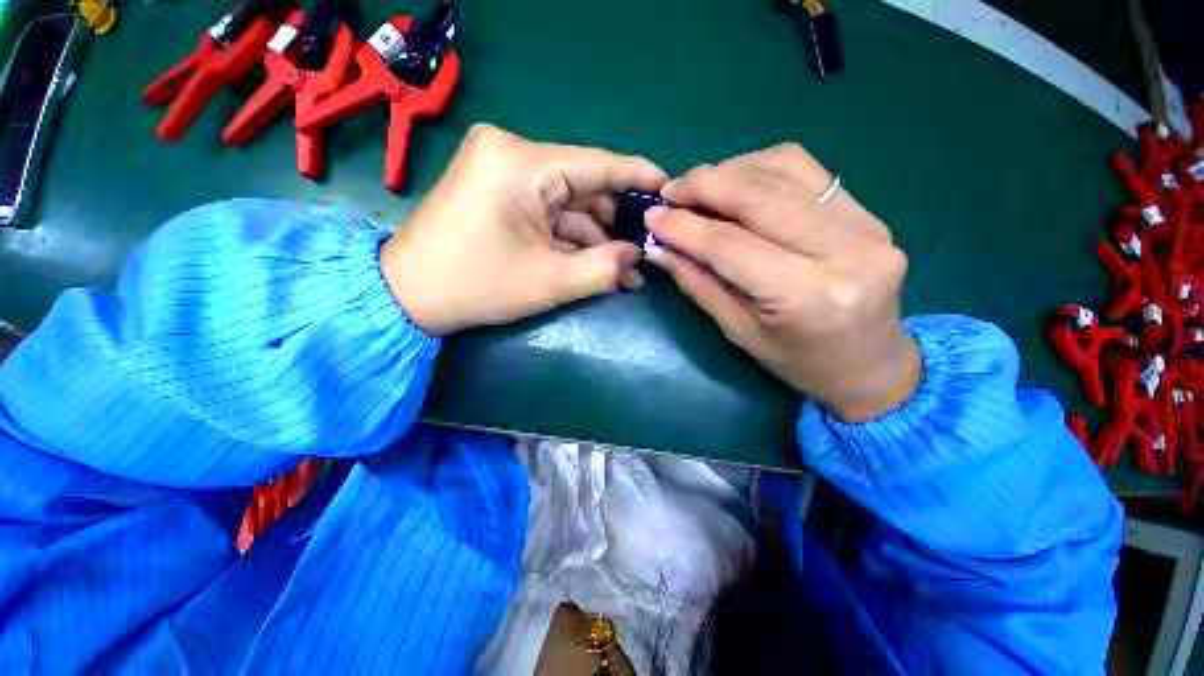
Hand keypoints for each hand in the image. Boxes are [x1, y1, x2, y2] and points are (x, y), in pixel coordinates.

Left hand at [381, 125, 666, 334]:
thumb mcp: (551, 282)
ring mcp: (503, 170)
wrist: (408, 295)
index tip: (670, 189)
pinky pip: (548, 212)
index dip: (637, 178)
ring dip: (596, 240)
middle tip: (646, 252)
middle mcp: (512, 152)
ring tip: (627, 273)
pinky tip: (597, 265)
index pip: (597, 164)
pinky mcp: (499, 190)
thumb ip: (605, 268)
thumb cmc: (478, 287)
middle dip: (615, 225)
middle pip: (583, 187)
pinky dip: (571, 239)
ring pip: (568, 205)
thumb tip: (636, 254)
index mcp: (521, 162)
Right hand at [647, 143, 920, 422]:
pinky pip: (806, 171)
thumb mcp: (739, 332)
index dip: (684, 227)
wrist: (872, 365)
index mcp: (806, 296)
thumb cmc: (799, 362)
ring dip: (730, 171)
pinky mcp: (869, 213)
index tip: (652, 217)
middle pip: (758, 197)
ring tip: (699, 188)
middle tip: (670, 193)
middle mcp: (843, 251)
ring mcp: (865, 225)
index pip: (730, 245)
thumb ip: (699, 283)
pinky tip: (738, 183)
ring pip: (783, 171)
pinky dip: (761, 168)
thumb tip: (661, 247)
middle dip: (704, 186)